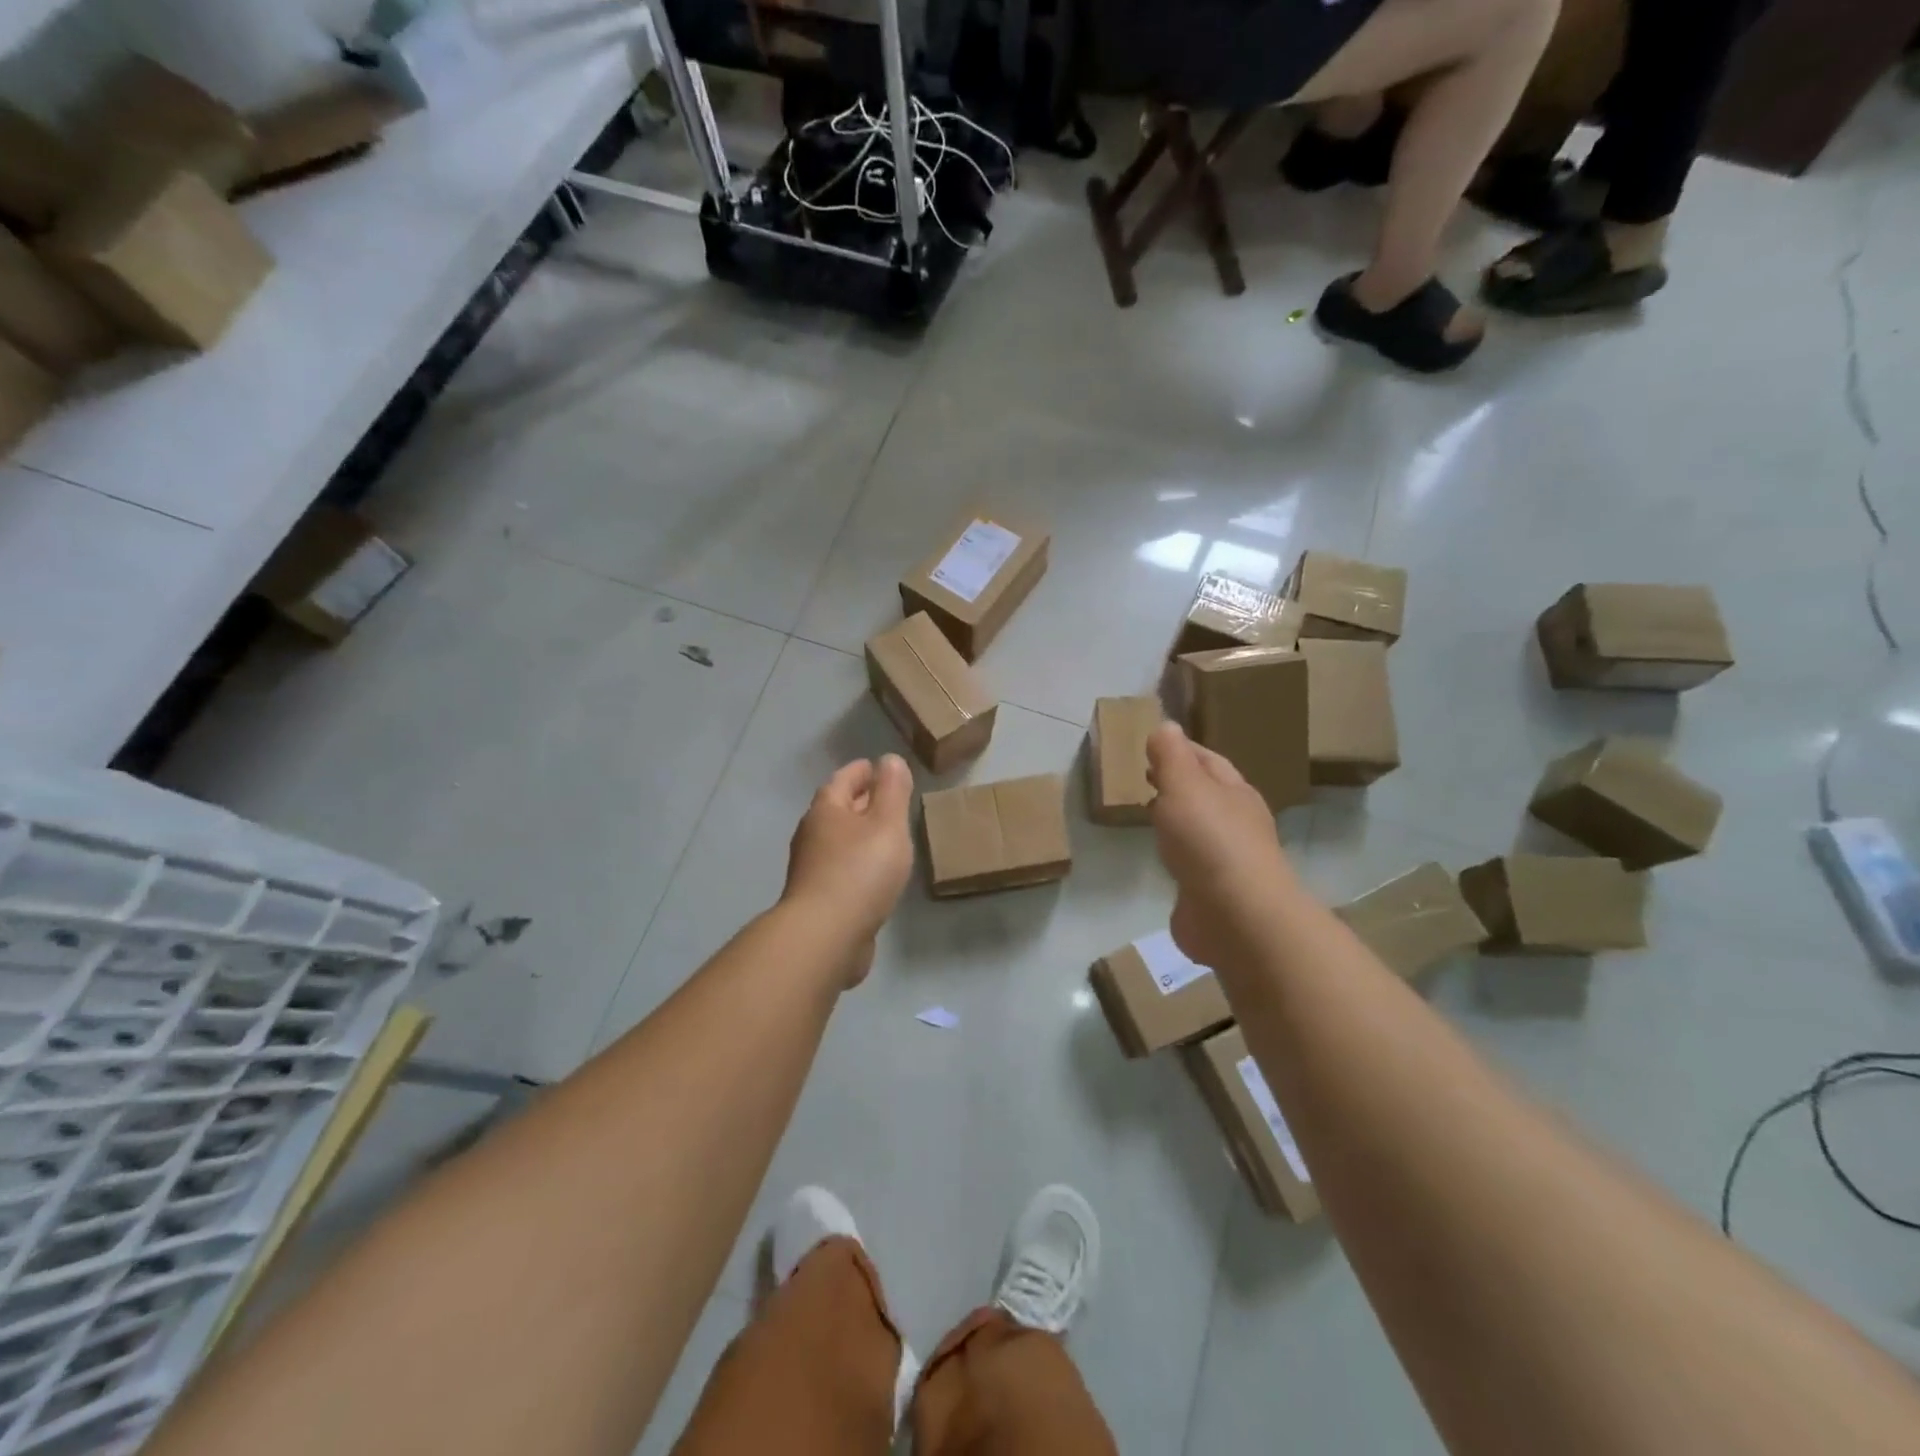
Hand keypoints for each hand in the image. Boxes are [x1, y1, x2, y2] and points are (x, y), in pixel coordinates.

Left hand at [784, 755, 915, 986]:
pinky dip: (858, 863)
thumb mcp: (887, 823)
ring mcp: (812, 869)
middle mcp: (812, 835)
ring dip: (859, 834)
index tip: (878, 765)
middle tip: (888, 797)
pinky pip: (841, 869)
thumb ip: (892, 790)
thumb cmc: (860, 871)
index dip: (862, 770)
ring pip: (839, 841)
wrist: (826, 936)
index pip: (843, 779)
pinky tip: (875, 874)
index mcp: (826, 811)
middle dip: (860, 800)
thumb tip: (889, 760)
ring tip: (886, 835)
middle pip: (837, 809)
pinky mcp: (819, 899)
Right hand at [1147, 722, 1295, 971]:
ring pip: (1198, 830)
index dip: (1181, 750)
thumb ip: (1172, 756)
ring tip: (1147, 814)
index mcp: (1235, 792)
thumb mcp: (1185, 785)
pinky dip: (1175, 856)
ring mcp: (1227, 862)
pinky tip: (1159, 859)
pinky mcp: (1212, 895)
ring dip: (1176, 821)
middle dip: (1178, 785)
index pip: (1208, 761)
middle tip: (1144, 778)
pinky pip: (1191, 866)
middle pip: (1206, 795)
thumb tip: (1166, 726)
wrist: (1236, 917)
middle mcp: (1236, 823)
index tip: (1151, 745)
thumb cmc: (1210, 841)